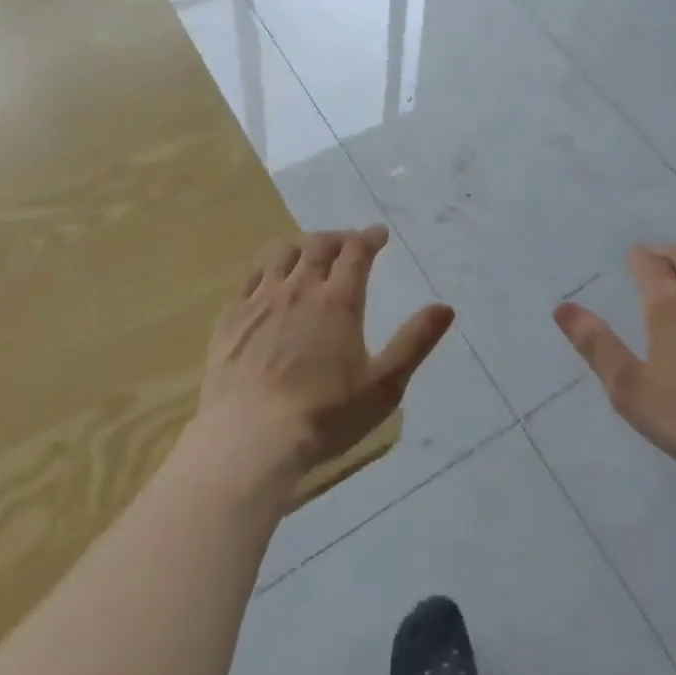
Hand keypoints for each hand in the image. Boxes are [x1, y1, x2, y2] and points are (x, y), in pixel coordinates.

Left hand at [198, 226, 454, 476]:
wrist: (249, 440)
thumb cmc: (325, 415)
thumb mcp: (384, 385)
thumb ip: (415, 342)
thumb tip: (445, 307)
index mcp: (338, 300)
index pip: (356, 251)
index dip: (369, 238)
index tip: (379, 235)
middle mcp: (298, 289)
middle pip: (318, 245)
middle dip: (337, 238)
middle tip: (348, 243)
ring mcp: (259, 301)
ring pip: (279, 254)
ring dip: (299, 246)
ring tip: (307, 254)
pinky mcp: (230, 319)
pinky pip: (248, 279)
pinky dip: (265, 270)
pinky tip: (267, 283)